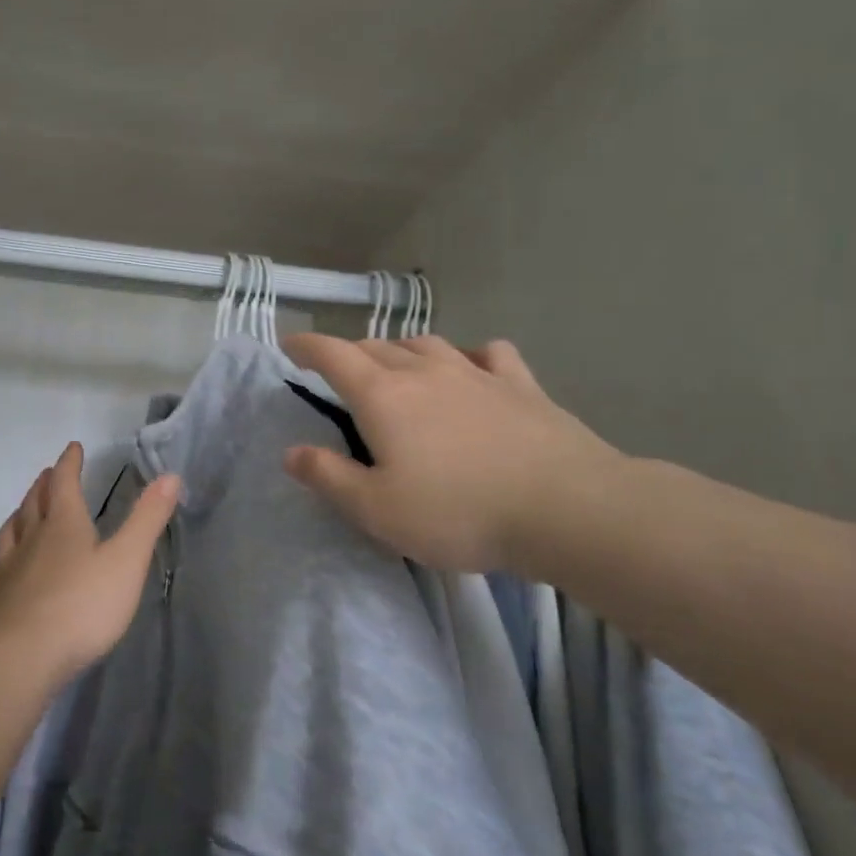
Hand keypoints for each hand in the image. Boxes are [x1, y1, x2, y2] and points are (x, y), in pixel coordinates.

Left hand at [0, 442, 182, 683]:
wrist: (24, 657)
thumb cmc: (82, 605)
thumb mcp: (127, 560)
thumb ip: (147, 519)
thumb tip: (169, 476)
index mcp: (64, 526)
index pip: (64, 483)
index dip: (69, 463)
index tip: (73, 447)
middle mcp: (31, 541)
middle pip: (33, 504)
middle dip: (43, 486)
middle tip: (46, 475)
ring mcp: (9, 572)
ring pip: (9, 535)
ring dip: (17, 518)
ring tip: (21, 513)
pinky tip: (0, 575)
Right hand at [280, 334, 622, 573]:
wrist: (567, 508)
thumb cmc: (459, 511)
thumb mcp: (377, 509)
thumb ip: (328, 477)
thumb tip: (291, 452)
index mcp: (383, 396)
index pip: (332, 355)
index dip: (305, 346)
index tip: (288, 345)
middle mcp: (425, 371)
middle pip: (376, 347)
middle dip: (350, 353)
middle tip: (339, 370)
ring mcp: (476, 373)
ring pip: (427, 344)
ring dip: (402, 350)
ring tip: (397, 365)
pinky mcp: (521, 385)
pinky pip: (489, 354)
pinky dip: (470, 356)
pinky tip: (474, 367)